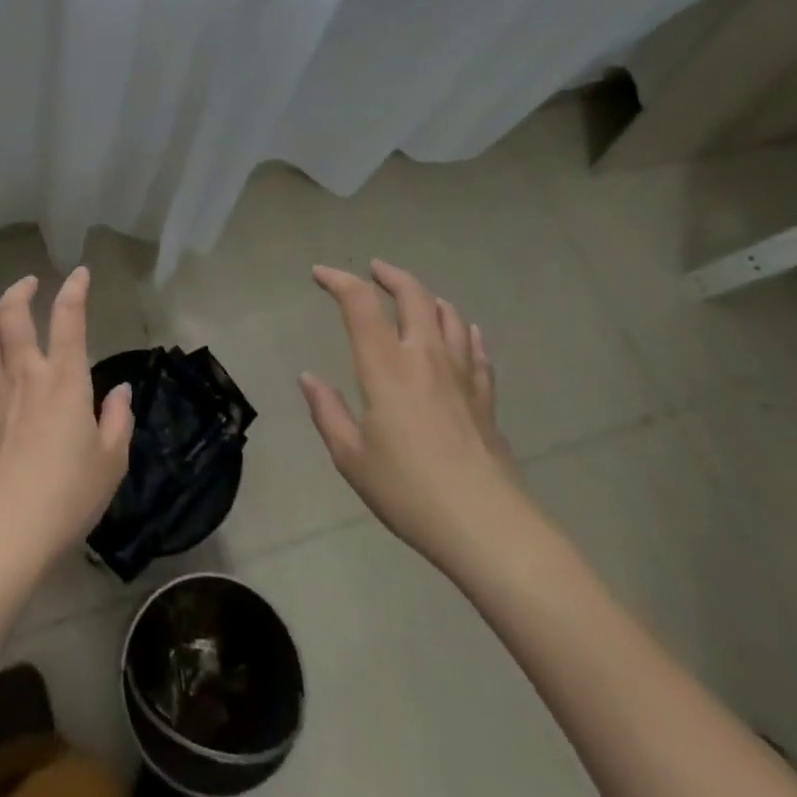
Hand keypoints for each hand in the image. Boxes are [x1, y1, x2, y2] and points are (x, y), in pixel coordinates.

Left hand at [0, 269, 134, 575]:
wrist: (4, 532)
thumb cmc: (67, 495)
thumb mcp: (111, 461)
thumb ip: (118, 420)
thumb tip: (121, 391)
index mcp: (63, 380)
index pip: (69, 318)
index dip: (74, 289)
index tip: (79, 272)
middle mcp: (24, 376)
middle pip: (11, 316)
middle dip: (19, 291)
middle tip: (29, 283)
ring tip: (1, 320)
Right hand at [300, 260, 530, 578]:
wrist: (487, 526)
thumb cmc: (408, 491)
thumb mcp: (351, 456)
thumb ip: (327, 411)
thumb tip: (308, 377)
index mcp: (385, 367)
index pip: (360, 303)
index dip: (339, 280)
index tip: (320, 274)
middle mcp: (425, 357)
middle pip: (414, 295)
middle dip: (390, 275)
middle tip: (373, 270)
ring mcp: (462, 375)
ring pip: (448, 315)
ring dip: (427, 296)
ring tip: (414, 296)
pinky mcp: (485, 397)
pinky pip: (475, 348)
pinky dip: (463, 330)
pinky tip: (462, 332)